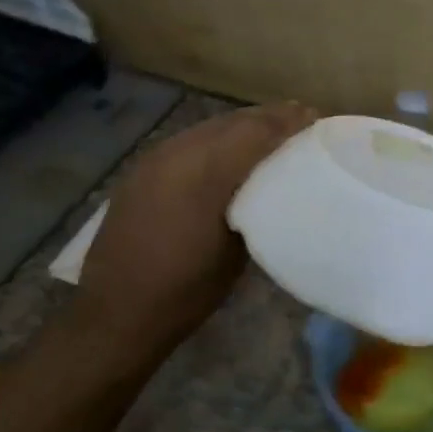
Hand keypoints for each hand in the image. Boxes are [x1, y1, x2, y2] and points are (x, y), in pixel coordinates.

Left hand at [78, 103, 316, 356]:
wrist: (116, 313)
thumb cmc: (186, 291)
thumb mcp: (238, 250)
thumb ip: (258, 203)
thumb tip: (275, 180)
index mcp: (208, 173)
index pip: (258, 131)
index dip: (289, 122)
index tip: (317, 120)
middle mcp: (180, 152)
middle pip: (235, 121)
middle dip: (269, 119)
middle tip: (301, 120)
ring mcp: (157, 156)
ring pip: (210, 127)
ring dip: (243, 126)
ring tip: (271, 132)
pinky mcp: (143, 167)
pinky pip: (189, 141)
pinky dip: (216, 139)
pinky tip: (229, 152)